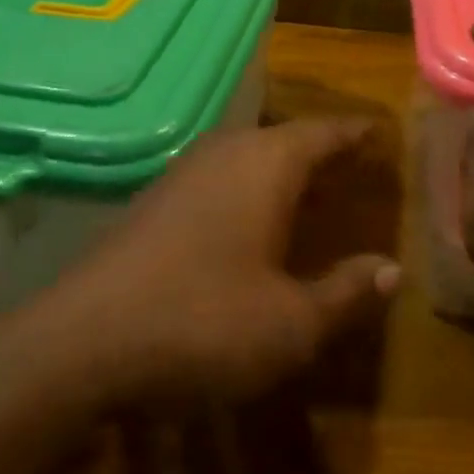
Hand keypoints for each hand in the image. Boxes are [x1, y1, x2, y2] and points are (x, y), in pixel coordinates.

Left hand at [48, 118, 400, 402]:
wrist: (81, 342)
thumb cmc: (202, 323)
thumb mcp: (291, 323)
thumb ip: (345, 292)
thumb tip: (392, 270)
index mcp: (267, 164)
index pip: (325, 132)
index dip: (356, 133)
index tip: (381, 132)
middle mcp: (227, 152)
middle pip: (286, 138)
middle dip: (320, 151)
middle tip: (352, 166)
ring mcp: (184, 172)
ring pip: (248, 155)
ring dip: (282, 169)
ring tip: (309, 192)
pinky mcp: (155, 198)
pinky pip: (219, 176)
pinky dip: (248, 188)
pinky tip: (249, 223)